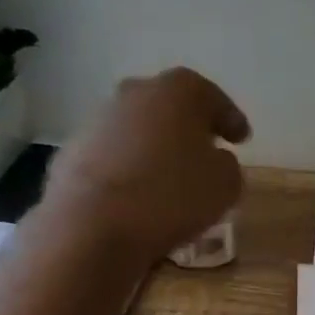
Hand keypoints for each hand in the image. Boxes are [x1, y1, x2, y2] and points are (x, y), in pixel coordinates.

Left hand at [43, 67, 250, 262]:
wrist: (93, 224)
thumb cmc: (171, 196)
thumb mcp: (225, 184)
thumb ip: (227, 165)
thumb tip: (215, 160)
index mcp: (180, 90)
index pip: (214, 99)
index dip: (231, 120)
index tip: (241, 139)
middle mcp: (136, 92)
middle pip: (171, 107)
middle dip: (188, 128)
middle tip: (205, 152)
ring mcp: (99, 119)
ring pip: (138, 130)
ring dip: (154, 148)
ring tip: (168, 179)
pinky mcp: (73, 150)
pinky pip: (113, 156)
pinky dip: (127, 169)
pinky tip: (136, 196)